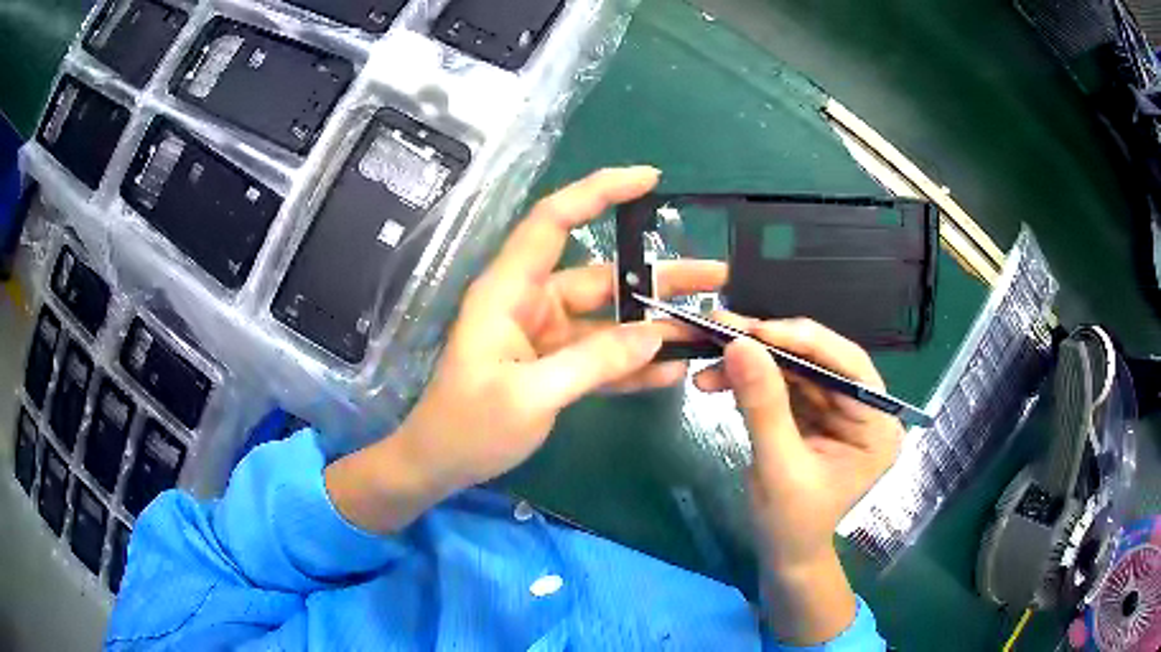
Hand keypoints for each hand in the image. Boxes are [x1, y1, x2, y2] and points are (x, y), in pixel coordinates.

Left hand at [326, 167, 725, 532]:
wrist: (442, 463)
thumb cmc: (468, 426)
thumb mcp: (530, 396)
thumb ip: (593, 363)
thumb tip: (654, 337)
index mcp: (510, 290)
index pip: (554, 220)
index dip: (599, 191)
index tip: (649, 179)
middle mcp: (532, 302)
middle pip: (602, 275)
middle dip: (659, 275)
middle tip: (716, 276)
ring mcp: (547, 335)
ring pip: (611, 318)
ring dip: (656, 324)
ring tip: (708, 325)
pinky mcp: (556, 364)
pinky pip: (603, 355)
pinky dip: (635, 363)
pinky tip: (673, 370)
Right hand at [693, 316, 902, 643]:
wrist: (782, 555)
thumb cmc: (792, 524)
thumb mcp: (778, 467)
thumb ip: (763, 406)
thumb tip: (738, 344)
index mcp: (877, 424)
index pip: (848, 366)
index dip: (804, 341)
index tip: (755, 330)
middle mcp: (862, 408)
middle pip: (819, 360)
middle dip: (768, 348)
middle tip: (722, 331)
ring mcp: (836, 409)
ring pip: (795, 367)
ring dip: (751, 362)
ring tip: (708, 359)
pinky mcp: (811, 413)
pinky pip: (780, 384)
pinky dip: (749, 379)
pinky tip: (718, 379)